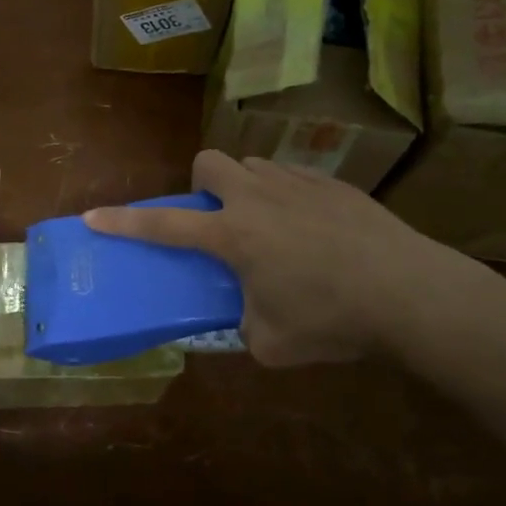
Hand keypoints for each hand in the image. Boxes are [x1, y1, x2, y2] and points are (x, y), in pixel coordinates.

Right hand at [84, 150, 481, 365]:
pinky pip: (294, 177)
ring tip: (268, 226)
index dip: (123, 222)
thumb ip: (243, 328)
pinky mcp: (336, 186)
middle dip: (201, 185)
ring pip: (254, 165)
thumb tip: (244, 321)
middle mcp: (259, 199)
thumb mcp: (270, 343)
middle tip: (218, 221)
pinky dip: (287, 196)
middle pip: (209, 162)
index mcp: (234, 235)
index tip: (93, 216)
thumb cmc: (332, 319)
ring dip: (246, 188)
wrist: (412, 293)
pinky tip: (312, 231)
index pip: (164, 225)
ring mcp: (300, 185)